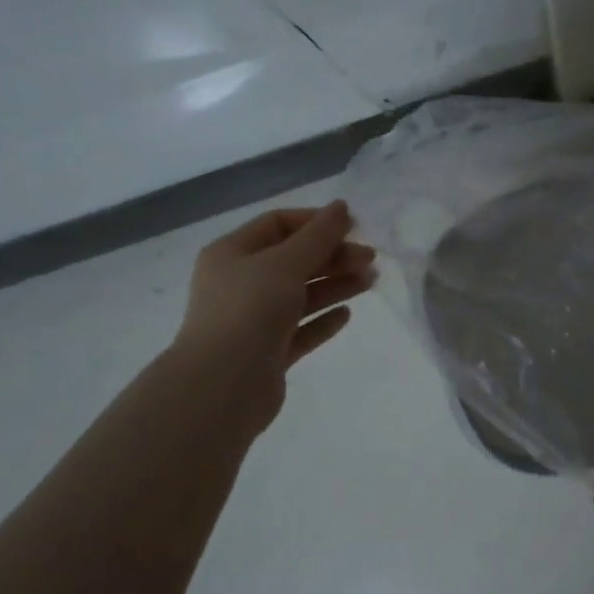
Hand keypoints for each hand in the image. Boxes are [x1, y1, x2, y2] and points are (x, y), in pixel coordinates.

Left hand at [172, 201, 375, 431]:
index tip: (353, 227)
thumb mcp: (285, 263)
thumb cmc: (249, 311)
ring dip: (334, 285)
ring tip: (370, 281)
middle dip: (332, 256)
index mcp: (231, 254)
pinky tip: (346, 314)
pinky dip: (322, 319)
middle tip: (370, 259)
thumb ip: (318, 236)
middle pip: (292, 260)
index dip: (315, 222)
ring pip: (300, 295)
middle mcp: (239, 284)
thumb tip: (341, 207)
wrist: (223, 386)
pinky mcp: (267, 353)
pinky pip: (300, 330)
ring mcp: (252, 321)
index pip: (277, 225)